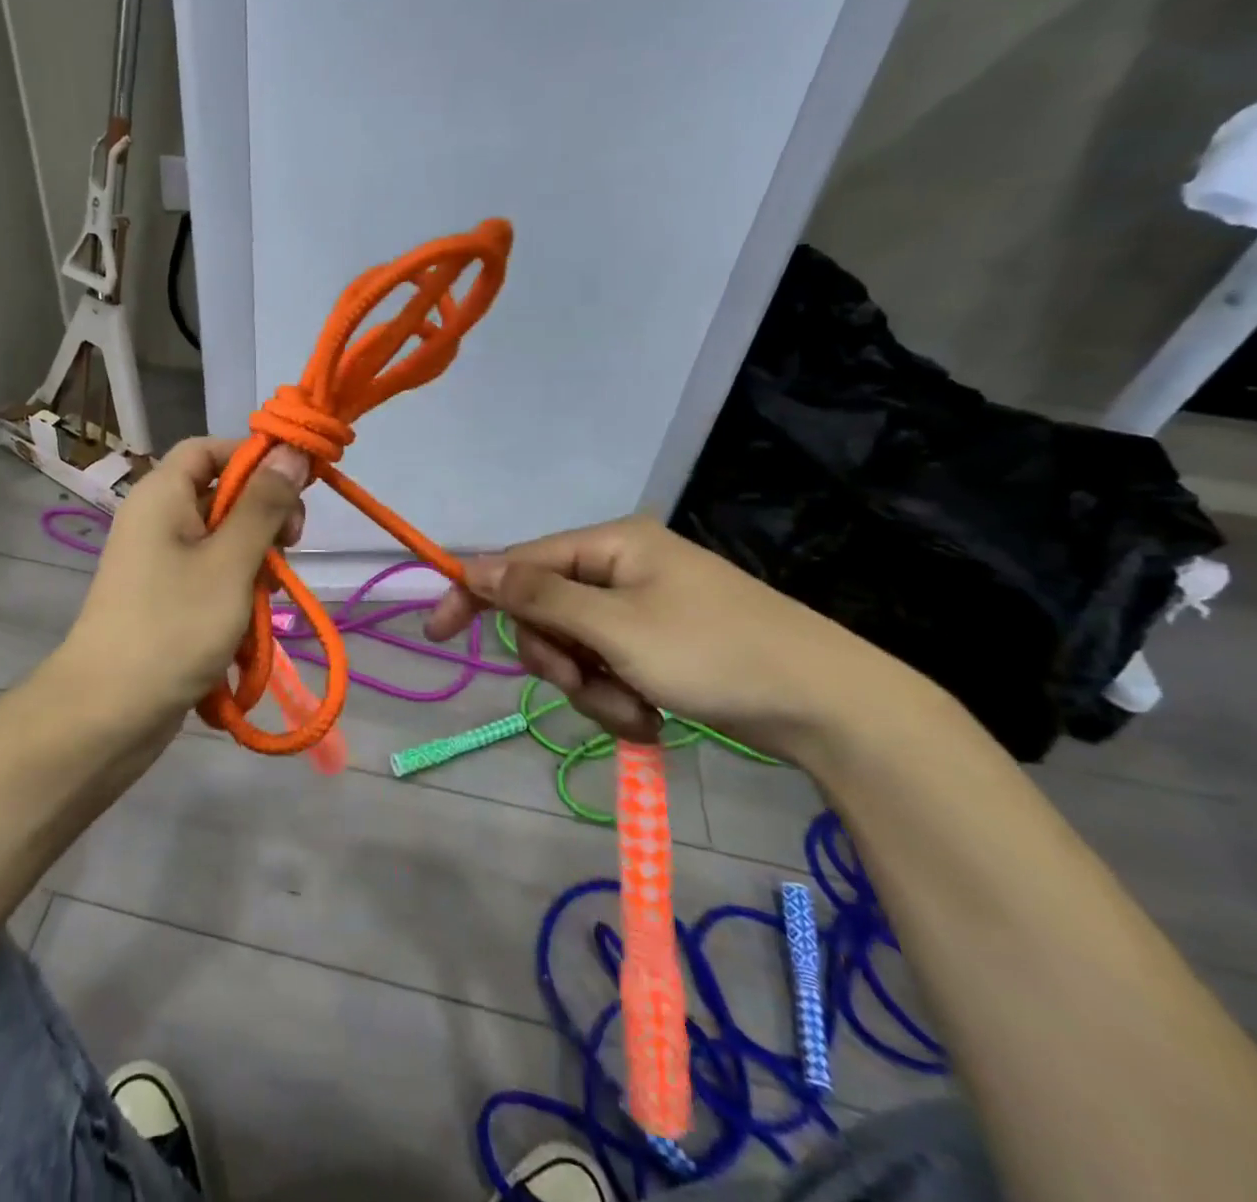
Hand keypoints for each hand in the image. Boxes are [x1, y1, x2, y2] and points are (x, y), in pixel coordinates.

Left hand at [55, 438, 309, 744]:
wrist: (107, 714)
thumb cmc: (173, 627)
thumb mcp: (230, 562)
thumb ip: (264, 505)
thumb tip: (291, 451)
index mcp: (162, 495)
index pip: (210, 449)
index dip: (254, 457)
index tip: (297, 485)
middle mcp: (157, 520)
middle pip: (221, 495)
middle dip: (263, 518)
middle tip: (292, 547)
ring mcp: (159, 563)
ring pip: (223, 542)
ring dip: (255, 563)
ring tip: (270, 598)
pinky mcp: (165, 600)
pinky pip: (211, 578)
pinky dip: (236, 594)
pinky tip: (250, 627)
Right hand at [425, 516, 914, 756]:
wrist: (827, 705)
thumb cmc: (714, 653)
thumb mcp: (615, 627)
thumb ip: (538, 596)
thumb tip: (473, 566)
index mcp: (610, 546)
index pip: (519, 562)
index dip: (475, 593)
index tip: (436, 632)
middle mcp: (621, 569)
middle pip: (545, 612)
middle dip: (558, 658)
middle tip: (584, 683)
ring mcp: (641, 609)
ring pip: (575, 649)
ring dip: (591, 689)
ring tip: (635, 712)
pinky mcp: (659, 646)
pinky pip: (608, 670)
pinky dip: (619, 699)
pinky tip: (653, 718)